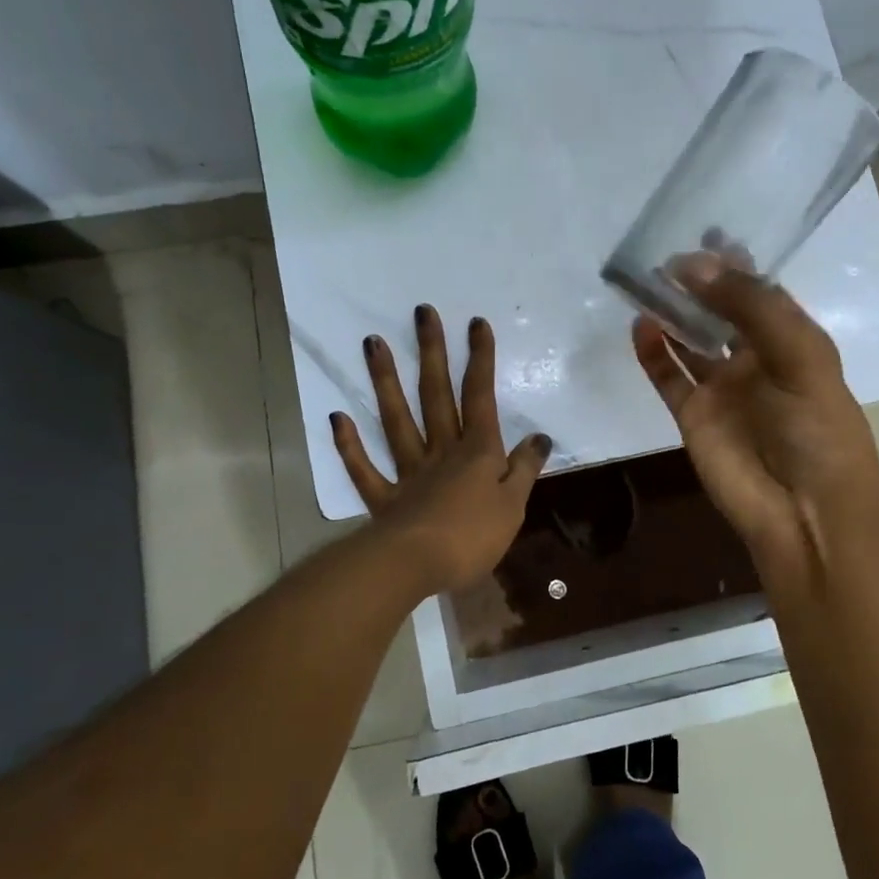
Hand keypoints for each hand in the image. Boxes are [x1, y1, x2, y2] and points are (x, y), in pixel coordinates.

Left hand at [332, 305, 551, 595]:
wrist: (419, 565)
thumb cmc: (474, 536)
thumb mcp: (514, 505)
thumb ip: (524, 469)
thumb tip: (540, 437)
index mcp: (476, 452)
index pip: (480, 397)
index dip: (480, 359)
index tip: (475, 323)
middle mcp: (441, 451)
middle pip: (436, 395)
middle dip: (432, 353)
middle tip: (421, 313)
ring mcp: (408, 472)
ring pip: (396, 420)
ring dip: (385, 381)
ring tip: (373, 343)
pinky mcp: (384, 499)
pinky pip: (364, 469)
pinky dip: (349, 445)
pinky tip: (338, 417)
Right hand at [631, 265, 878, 607]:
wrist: (804, 509)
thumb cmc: (816, 427)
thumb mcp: (797, 355)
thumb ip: (749, 307)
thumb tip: (691, 266)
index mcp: (790, 340)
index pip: (760, 291)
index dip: (735, 263)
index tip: (704, 234)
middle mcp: (754, 358)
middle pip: (719, 311)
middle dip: (696, 283)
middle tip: (664, 255)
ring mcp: (721, 387)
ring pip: (689, 339)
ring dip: (670, 312)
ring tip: (644, 281)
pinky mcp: (691, 414)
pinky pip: (667, 375)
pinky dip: (652, 352)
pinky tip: (639, 326)